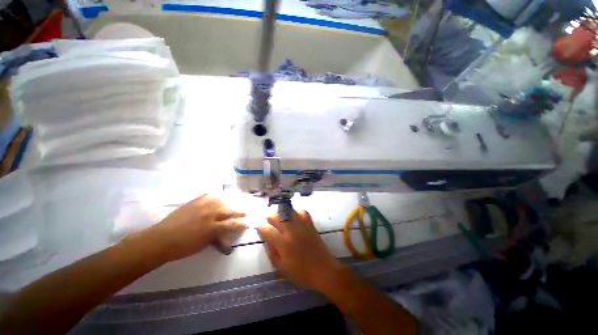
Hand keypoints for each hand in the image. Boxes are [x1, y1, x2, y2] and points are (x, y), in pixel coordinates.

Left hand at [149, 194, 246, 261]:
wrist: (161, 239)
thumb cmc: (183, 247)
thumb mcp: (204, 245)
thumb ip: (218, 236)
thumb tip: (228, 231)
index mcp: (212, 228)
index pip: (233, 223)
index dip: (243, 223)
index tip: (249, 222)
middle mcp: (210, 214)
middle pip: (231, 209)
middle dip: (241, 210)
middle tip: (247, 210)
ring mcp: (203, 205)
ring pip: (223, 200)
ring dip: (234, 200)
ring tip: (240, 200)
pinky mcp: (196, 201)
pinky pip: (212, 195)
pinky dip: (221, 194)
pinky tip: (225, 194)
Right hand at [257, 210, 344, 291]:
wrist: (324, 270)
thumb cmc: (301, 273)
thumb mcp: (281, 268)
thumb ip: (271, 252)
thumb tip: (266, 239)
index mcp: (283, 243)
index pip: (267, 230)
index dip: (260, 227)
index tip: (258, 227)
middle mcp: (292, 230)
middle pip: (276, 216)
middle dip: (269, 217)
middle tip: (267, 221)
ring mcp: (302, 225)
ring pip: (288, 211)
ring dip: (280, 212)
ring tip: (278, 216)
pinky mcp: (310, 224)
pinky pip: (302, 212)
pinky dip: (295, 211)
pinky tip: (293, 216)